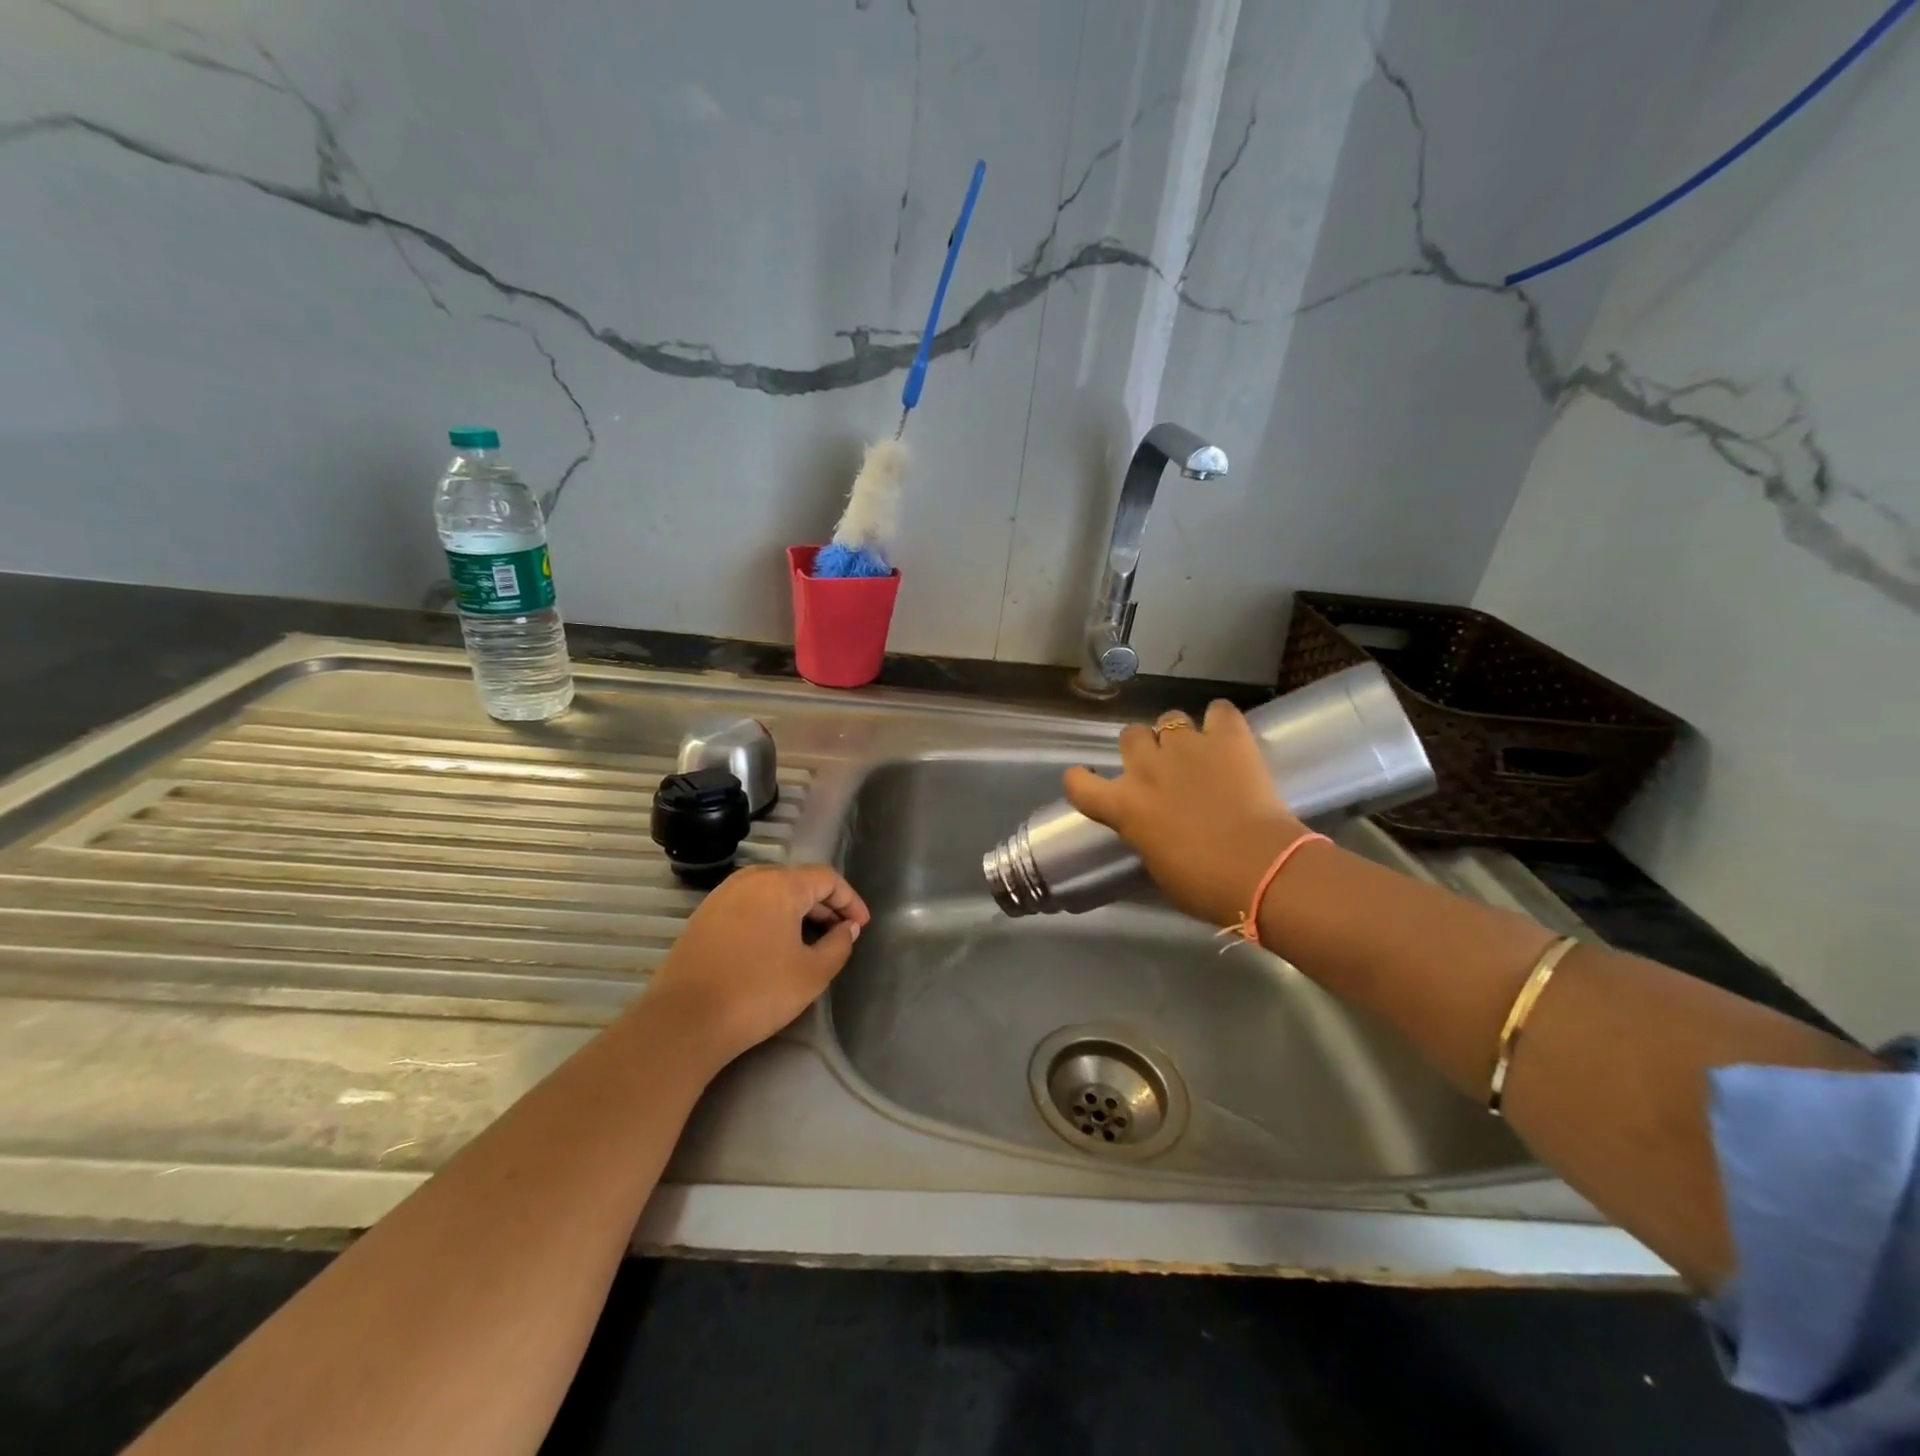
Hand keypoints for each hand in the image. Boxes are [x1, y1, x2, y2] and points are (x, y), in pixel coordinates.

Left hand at [641, 863, 869, 1065]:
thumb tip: (847, 928)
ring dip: (797, 910)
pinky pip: (748, 905)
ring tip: (811, 939)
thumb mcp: (812, 973)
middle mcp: (750, 879)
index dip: (849, 899)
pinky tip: (775, 945)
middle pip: (798, 881)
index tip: (862, 925)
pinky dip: (770, 917)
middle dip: (824, 904)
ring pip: (771, 892)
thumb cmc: (757, 992)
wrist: (683, 1021)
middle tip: (841, 933)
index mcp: (780, 885)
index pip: (826, 878)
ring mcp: (722, 896)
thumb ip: (838, 945)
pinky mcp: (703, 917)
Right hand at [1063, 701, 1309, 927]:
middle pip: (1130, 736)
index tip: (1092, 782)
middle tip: (1161, 769)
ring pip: (1170, 717)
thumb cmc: (1205, 885)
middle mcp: (1147, 767)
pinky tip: (1228, 735)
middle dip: (1142, 748)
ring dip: (1179, 734)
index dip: (1081, 779)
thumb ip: (1146, 836)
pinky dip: (1221, 721)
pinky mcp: (1228, 738)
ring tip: (1197, 753)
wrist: (1262, 871)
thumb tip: (1154, 829)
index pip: (1078, 782)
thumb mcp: (1158, 867)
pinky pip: (1219, 711)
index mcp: (1124, 806)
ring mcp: (1187, 746)